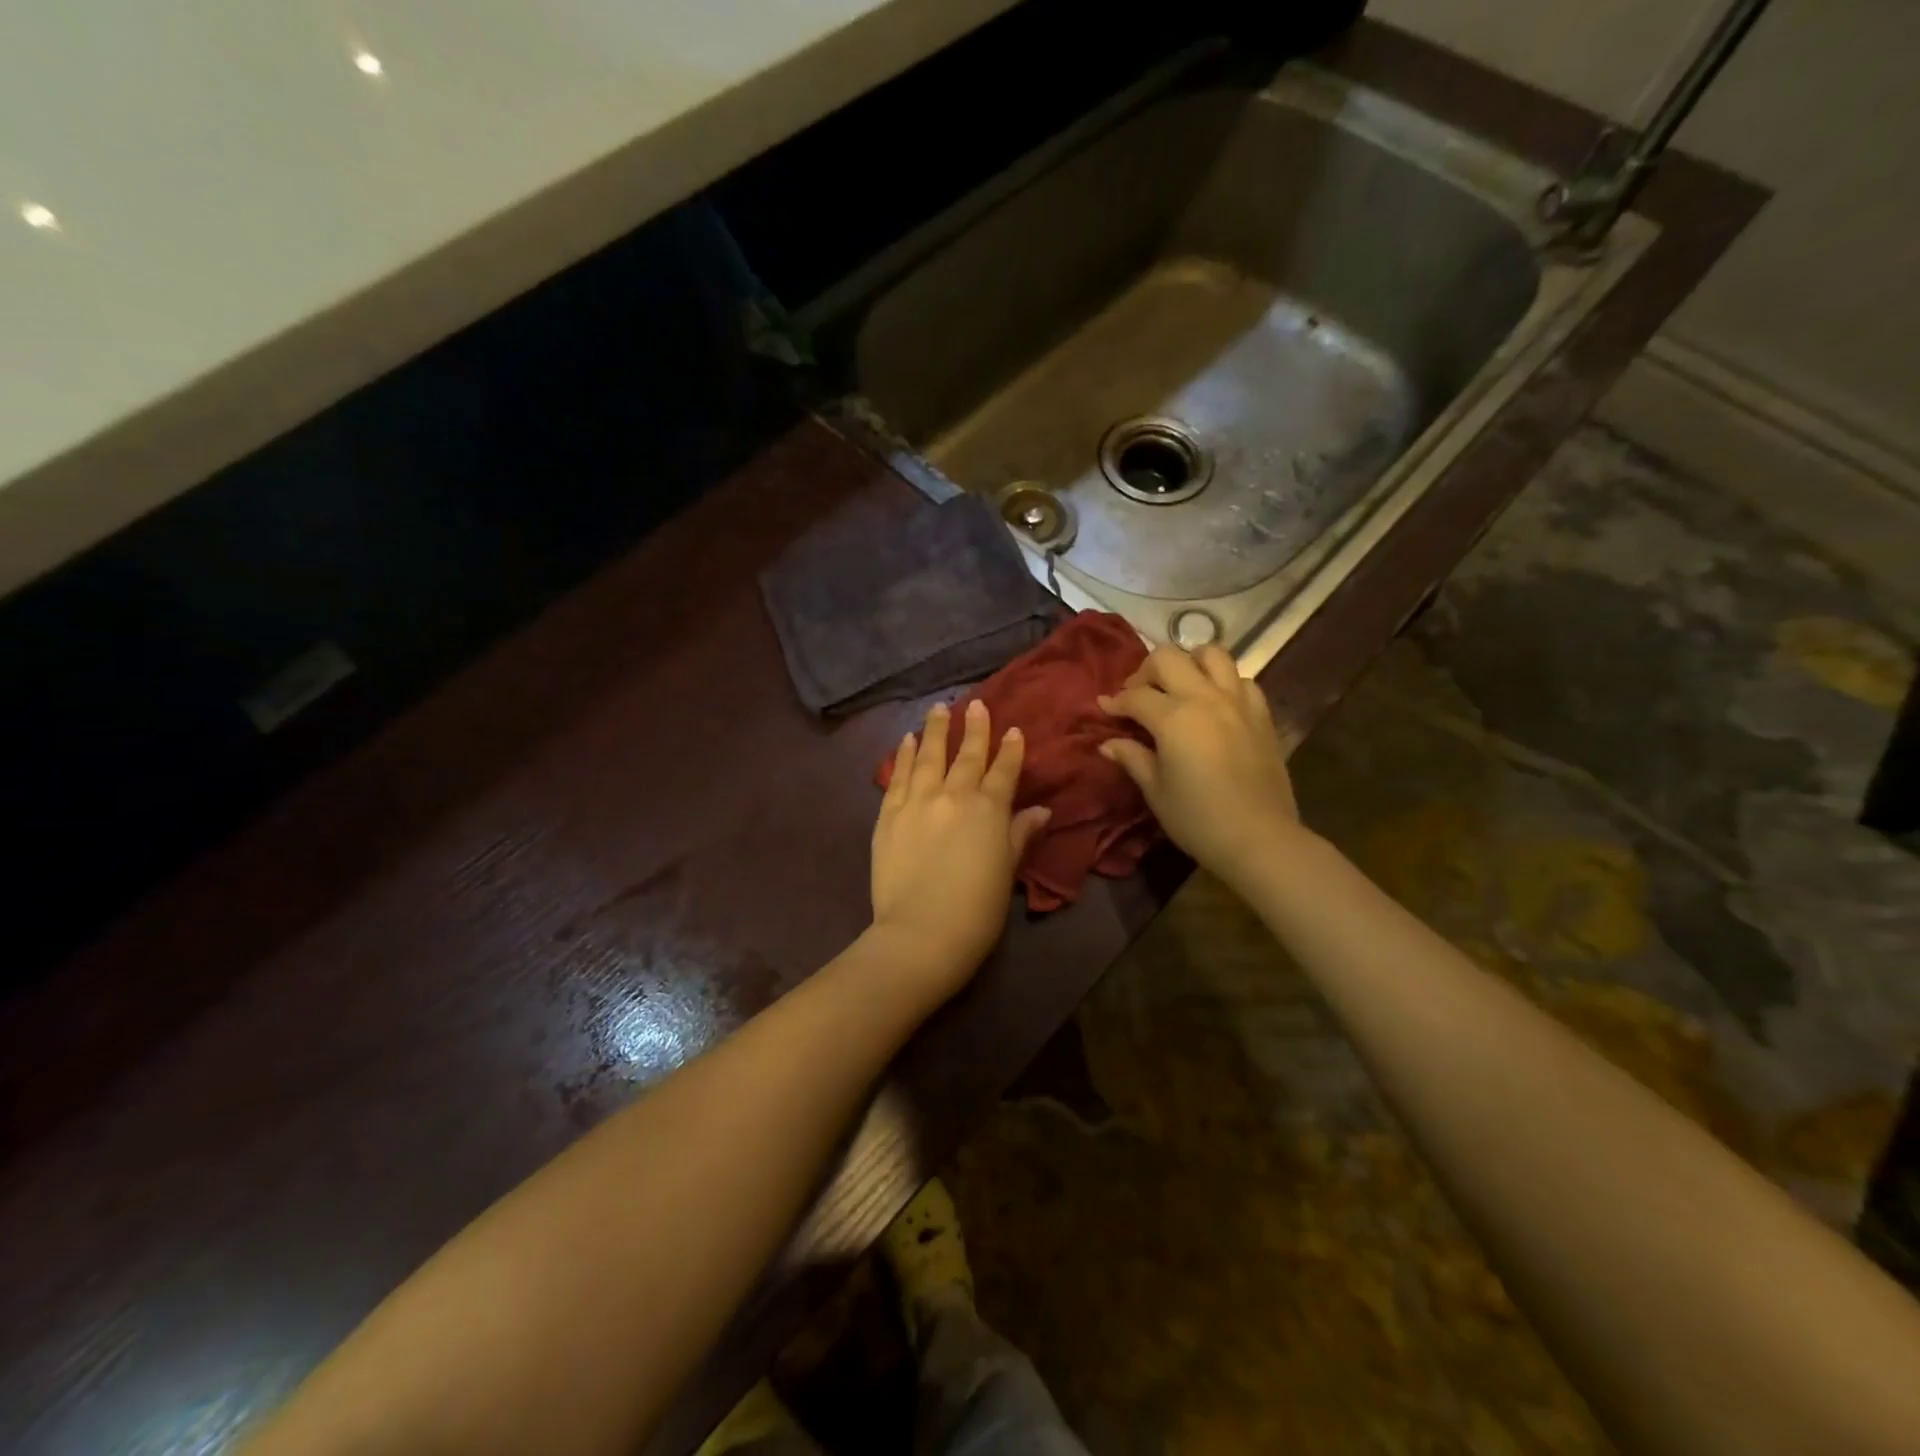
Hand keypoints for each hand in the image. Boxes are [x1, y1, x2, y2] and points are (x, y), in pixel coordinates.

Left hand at [871, 700, 1051, 998]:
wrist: (921, 933)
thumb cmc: (976, 910)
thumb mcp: (1007, 872)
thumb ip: (1020, 835)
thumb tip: (1041, 811)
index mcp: (988, 810)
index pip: (1003, 771)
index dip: (1010, 749)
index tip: (1013, 729)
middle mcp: (953, 795)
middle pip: (967, 755)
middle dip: (974, 728)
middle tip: (975, 704)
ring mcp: (917, 802)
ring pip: (928, 756)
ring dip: (935, 730)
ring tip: (938, 709)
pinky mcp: (888, 814)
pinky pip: (897, 776)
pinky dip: (903, 756)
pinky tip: (906, 740)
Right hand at [1097, 644, 1304, 889]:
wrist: (1260, 838)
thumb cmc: (1198, 819)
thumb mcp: (1156, 791)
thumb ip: (1132, 758)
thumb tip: (1108, 743)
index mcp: (1173, 717)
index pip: (1135, 696)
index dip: (1115, 701)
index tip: (1104, 708)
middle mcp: (1205, 697)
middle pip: (1169, 658)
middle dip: (1146, 671)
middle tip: (1139, 696)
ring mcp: (1238, 701)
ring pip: (1211, 654)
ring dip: (1189, 663)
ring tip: (1179, 687)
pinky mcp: (1262, 714)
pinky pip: (1242, 680)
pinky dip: (1224, 683)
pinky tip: (1215, 704)